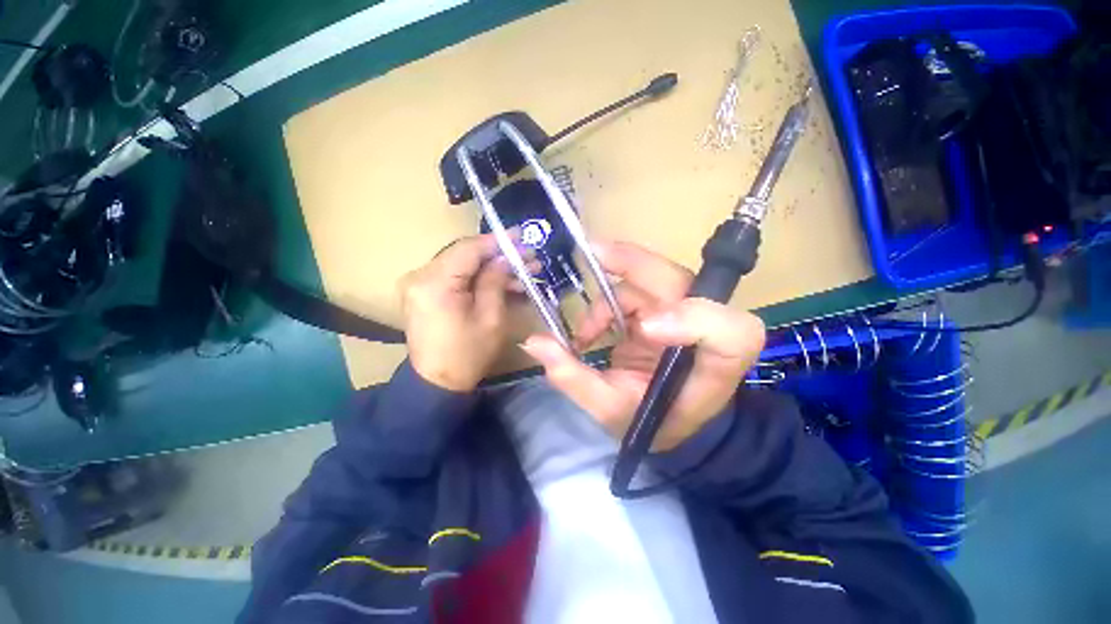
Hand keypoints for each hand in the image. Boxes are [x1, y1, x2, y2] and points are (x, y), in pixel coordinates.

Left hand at [400, 233, 520, 391]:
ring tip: (522, 273)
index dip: (497, 241)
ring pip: (462, 265)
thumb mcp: (491, 319)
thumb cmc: (468, 355)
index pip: (468, 249)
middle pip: (464, 254)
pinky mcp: (424, 291)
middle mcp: (420, 276)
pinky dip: (478, 278)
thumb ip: (496, 281)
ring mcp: (419, 283)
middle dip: (499, 256)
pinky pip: (455, 276)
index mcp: (435, 284)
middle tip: (528, 258)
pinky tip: (503, 283)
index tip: (521, 236)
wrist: (437, 382)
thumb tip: (505, 259)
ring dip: (491, 268)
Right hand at [520, 241, 765, 450]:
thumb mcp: (612, 410)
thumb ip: (575, 379)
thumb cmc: (653, 421)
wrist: (673, 421)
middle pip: (678, 280)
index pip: (729, 330)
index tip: (643, 330)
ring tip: (584, 335)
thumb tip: (535, 341)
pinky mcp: (665, 307)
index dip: (689, 317)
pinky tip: (590, 329)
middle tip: (589, 254)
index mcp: (717, 362)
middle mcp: (708, 327)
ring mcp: (684, 311)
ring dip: (607, 298)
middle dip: (629, 263)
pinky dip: (605, 301)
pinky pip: (634, 287)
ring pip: (647, 278)